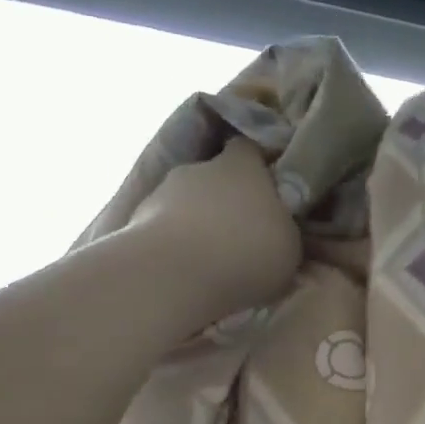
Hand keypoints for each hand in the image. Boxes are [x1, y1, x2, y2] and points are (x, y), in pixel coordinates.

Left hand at [129, 138, 302, 319]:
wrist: (175, 275)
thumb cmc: (246, 252)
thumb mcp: (289, 246)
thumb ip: (282, 228)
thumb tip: (275, 224)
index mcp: (241, 166)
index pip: (248, 148)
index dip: (257, 164)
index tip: (268, 185)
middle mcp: (199, 169)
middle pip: (214, 177)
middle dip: (224, 199)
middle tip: (239, 231)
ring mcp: (162, 193)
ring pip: (185, 203)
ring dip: (196, 223)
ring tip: (209, 258)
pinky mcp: (135, 222)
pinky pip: (164, 229)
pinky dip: (174, 244)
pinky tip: (185, 271)